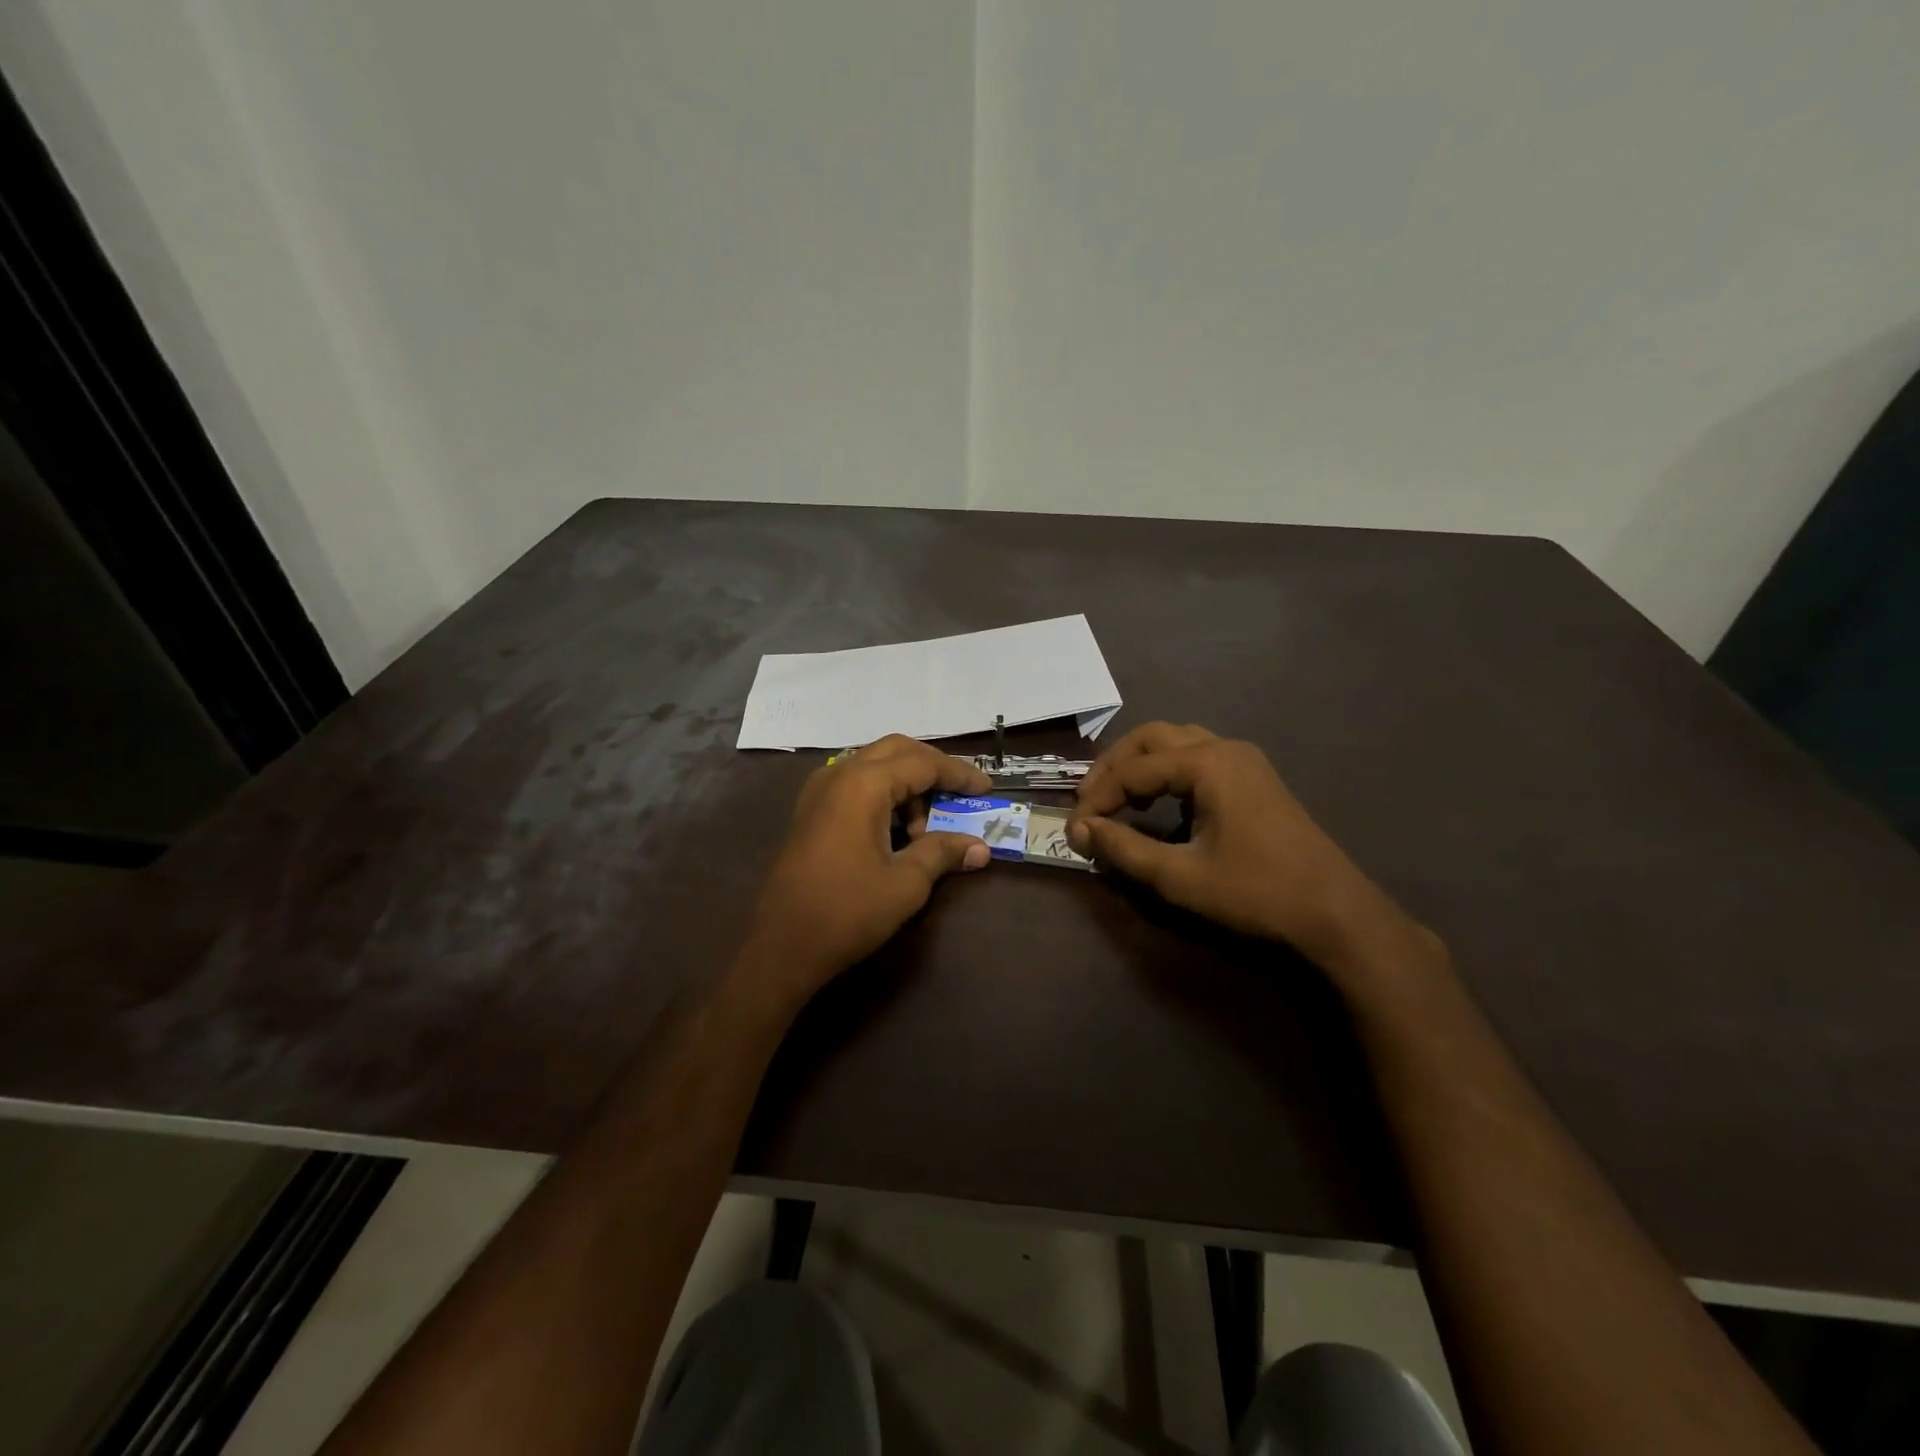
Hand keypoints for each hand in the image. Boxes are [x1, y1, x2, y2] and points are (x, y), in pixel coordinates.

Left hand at [744, 735, 992, 994]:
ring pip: (874, 766)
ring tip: (923, 830)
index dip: (959, 774)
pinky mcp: (810, 812)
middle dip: (932, 769)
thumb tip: (980, 848)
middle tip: (960, 795)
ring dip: (906, 785)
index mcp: (863, 784)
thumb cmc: (848, 911)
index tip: (987, 789)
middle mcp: (838, 775)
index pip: (923, 763)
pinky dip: (882, 796)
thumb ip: (943, 853)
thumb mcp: (906, 883)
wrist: (782, 947)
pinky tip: (894, 831)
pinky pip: (855, 785)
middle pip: (896, 751)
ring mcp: (819, 791)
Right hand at [1067, 722, 1405, 964]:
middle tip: (1088, 801)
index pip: (1133, 770)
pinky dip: (1167, 772)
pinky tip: (1159, 805)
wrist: (1335, 911)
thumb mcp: (1180, 876)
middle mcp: (1224, 748)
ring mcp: (1244, 761)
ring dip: (1140, 764)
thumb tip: (1080, 831)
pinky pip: (1198, 757)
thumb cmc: (1256, 891)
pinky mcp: (1254, 778)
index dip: (1096, 798)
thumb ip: (1124, 850)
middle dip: (1113, 766)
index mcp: (1207, 764)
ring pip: (1176, 742)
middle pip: (1152, 738)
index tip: (1073, 829)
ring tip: (1116, 799)